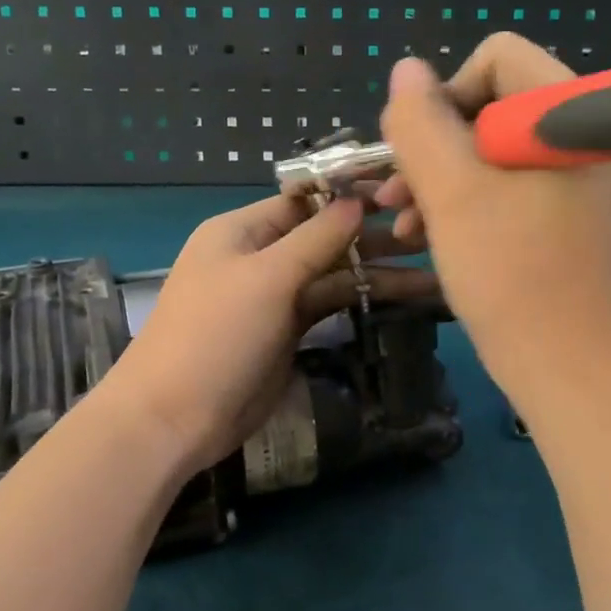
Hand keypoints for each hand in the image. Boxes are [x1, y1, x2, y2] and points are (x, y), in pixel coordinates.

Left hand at [99, 194, 437, 478]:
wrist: (176, 418)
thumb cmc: (216, 335)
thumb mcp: (266, 279)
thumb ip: (316, 238)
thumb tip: (356, 201)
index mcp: (243, 230)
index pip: (306, 199)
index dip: (353, 194)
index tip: (405, 191)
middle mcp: (260, 256)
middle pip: (325, 235)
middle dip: (375, 235)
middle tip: (432, 234)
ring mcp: (275, 295)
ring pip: (333, 273)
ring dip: (378, 272)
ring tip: (434, 272)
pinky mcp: (288, 331)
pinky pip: (331, 305)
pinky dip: (363, 300)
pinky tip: (406, 297)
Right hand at [376, 34, 610, 392]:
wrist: (567, 367)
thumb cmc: (510, 272)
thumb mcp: (451, 191)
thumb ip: (420, 122)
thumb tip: (406, 71)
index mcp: (572, 112)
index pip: (497, 58)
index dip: (445, 96)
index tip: (418, 153)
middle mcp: (583, 133)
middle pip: (490, 104)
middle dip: (434, 147)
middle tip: (396, 195)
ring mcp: (578, 177)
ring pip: (490, 150)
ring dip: (439, 180)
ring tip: (404, 226)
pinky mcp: (567, 213)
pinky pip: (508, 185)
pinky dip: (465, 204)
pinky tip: (428, 237)